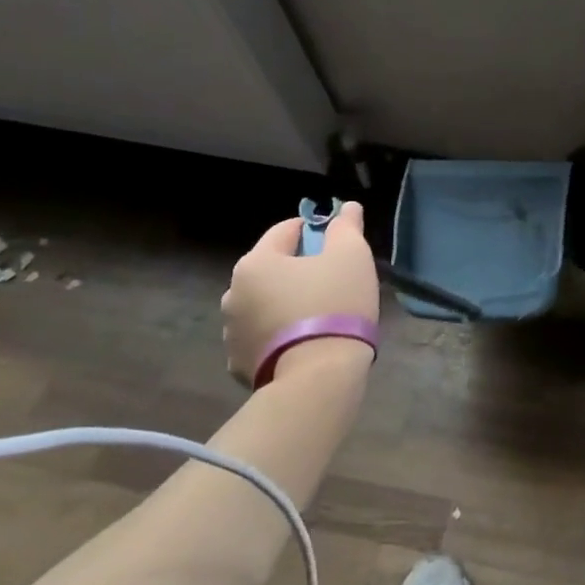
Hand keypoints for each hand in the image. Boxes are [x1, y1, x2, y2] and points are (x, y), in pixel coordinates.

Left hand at [222, 202, 379, 384]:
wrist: (318, 376)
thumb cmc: (335, 303)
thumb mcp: (351, 256)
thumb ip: (347, 227)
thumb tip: (347, 208)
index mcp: (256, 262)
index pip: (286, 230)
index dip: (315, 230)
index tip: (337, 242)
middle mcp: (233, 293)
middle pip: (272, 269)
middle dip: (298, 270)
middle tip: (332, 281)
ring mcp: (232, 332)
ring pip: (265, 304)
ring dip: (285, 303)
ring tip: (320, 316)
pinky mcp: (239, 364)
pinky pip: (262, 337)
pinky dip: (279, 334)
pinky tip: (304, 342)